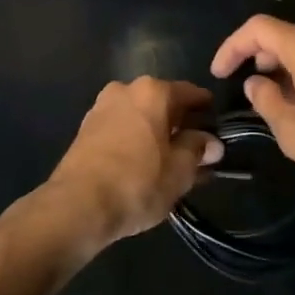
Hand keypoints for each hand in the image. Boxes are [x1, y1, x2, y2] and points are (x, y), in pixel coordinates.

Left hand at [44, 78, 223, 248]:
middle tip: (197, 151)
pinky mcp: (86, 129)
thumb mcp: (179, 170)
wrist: (77, 205)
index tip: (217, 127)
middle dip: (180, 124)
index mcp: (152, 91)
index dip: (206, 110)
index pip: (190, 93)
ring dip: (157, 134)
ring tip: (171, 163)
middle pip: (163, 103)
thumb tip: (211, 141)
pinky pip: (122, 129)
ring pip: (140, 117)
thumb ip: (198, 149)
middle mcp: (125, 89)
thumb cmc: (137, 182)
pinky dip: (136, 141)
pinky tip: (144, 165)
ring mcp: (101, 107)